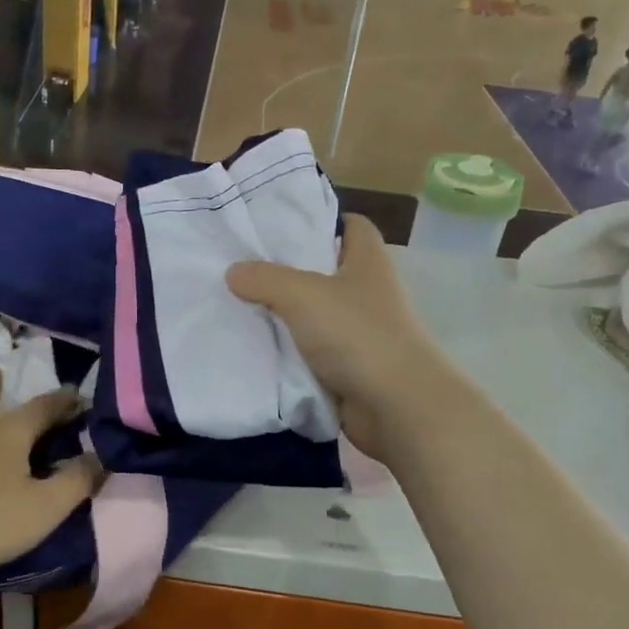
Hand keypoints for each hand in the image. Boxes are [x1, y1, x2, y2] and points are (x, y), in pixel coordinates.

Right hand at [226, 215, 455, 460]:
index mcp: (368, 262)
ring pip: (314, 315)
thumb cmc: (357, 335)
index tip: (282, 227)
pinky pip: (311, 352)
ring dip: (284, 316)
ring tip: (239, 307)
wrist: (395, 407)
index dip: (322, 221)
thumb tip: (233, 272)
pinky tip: (255, 349)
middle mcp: (368, 293)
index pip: (352, 226)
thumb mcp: (302, 296)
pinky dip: (289, 352)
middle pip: (326, 271)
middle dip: (288, 271)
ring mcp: (360, 333)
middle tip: (245, 267)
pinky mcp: (349, 368)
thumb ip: (264, 279)